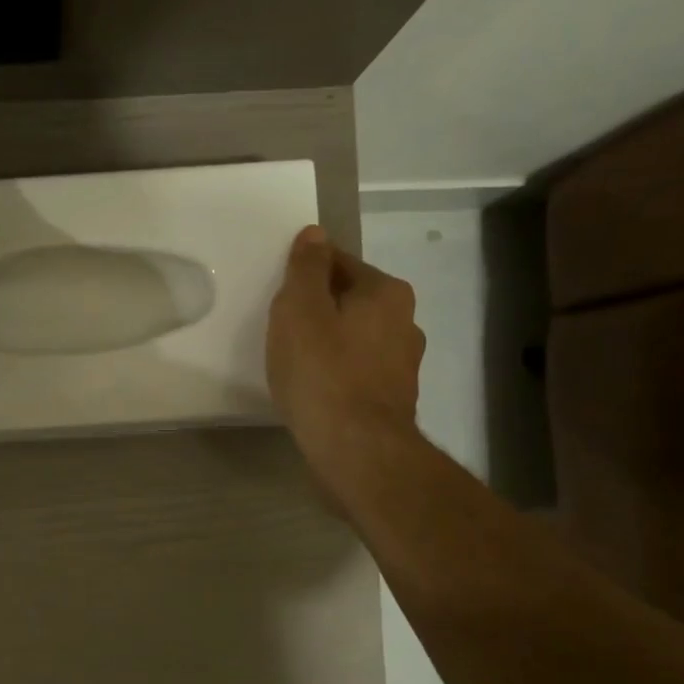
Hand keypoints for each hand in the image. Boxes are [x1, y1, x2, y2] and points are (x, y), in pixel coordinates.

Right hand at [266, 225, 425, 492]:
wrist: (356, 449)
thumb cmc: (322, 373)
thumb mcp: (299, 310)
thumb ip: (305, 269)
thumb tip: (314, 234)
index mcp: (385, 292)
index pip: (339, 262)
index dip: (304, 274)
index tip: (279, 296)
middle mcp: (404, 321)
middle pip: (350, 300)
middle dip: (318, 309)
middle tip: (281, 330)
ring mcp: (403, 363)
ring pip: (355, 338)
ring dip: (329, 342)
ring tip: (295, 363)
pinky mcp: (393, 398)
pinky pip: (357, 371)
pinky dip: (337, 373)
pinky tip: (315, 389)